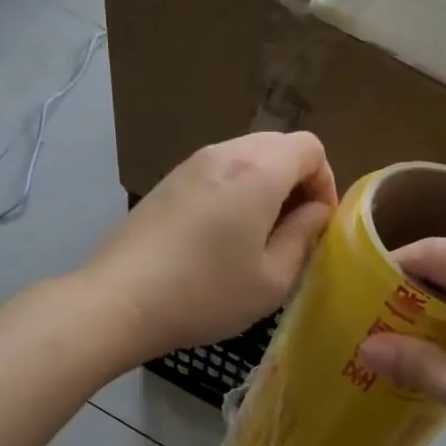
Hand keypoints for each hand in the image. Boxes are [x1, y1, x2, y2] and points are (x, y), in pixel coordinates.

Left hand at [88, 133, 337, 360]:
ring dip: (265, 186)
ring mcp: (190, 163)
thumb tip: (314, 211)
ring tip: (257, 235)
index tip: (317, 225)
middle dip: (297, 182)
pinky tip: (220, 235)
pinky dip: (234, 190)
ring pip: (246, 156)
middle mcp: (225, 153)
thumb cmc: (206, 293)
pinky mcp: (167, 181)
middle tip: (292, 230)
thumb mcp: (272, 279)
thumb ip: (303, 236)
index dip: (325, 182)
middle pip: (278, 146)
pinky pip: (217, 171)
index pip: (310, 147)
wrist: (120, 299)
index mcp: (259, 170)